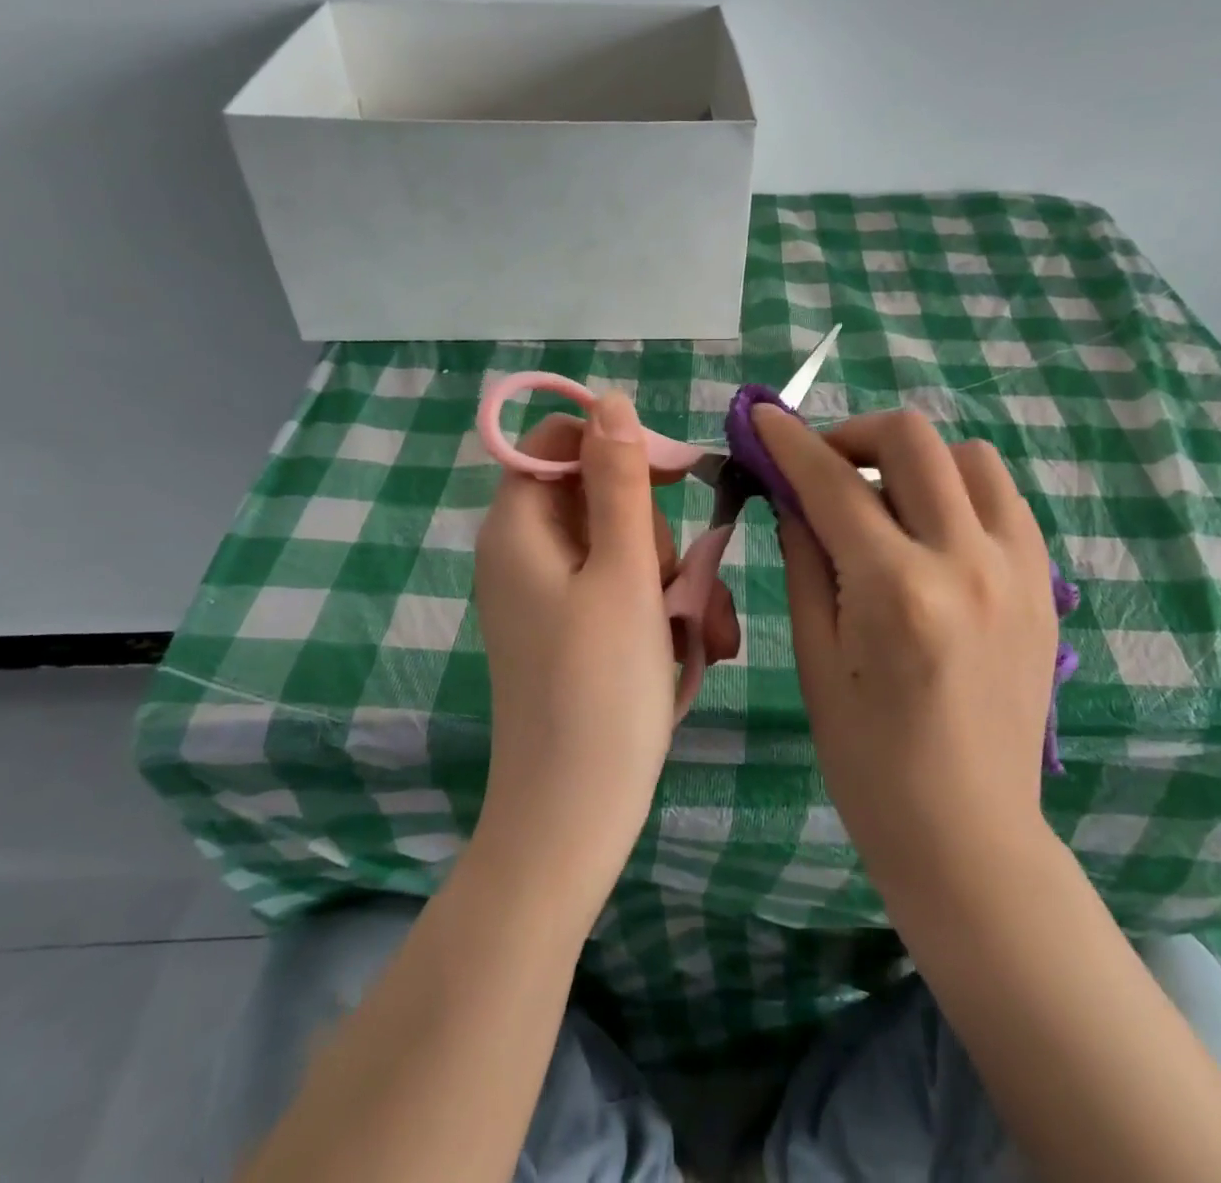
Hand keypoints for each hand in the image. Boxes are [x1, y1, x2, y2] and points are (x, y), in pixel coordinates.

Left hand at [473, 393, 739, 889]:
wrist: (573, 818)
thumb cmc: (600, 691)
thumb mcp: (623, 574)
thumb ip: (619, 482)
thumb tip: (609, 402)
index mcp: (519, 527)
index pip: (560, 441)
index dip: (619, 446)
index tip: (676, 477)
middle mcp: (526, 552)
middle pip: (601, 496)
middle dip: (655, 533)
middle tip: (676, 586)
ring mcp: (549, 595)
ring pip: (624, 548)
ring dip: (673, 580)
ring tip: (701, 633)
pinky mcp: (573, 630)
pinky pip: (622, 592)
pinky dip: (660, 611)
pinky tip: (694, 649)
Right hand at [752, 406, 1058, 903]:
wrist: (969, 834)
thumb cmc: (869, 762)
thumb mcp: (815, 659)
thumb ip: (805, 561)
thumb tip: (791, 496)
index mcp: (898, 591)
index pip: (832, 484)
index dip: (789, 441)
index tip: (760, 415)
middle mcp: (967, 562)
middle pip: (912, 441)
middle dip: (853, 434)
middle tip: (821, 466)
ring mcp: (1019, 570)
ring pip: (969, 457)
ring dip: (914, 459)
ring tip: (881, 499)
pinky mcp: (1045, 585)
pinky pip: (1003, 500)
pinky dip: (958, 491)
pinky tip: (929, 529)